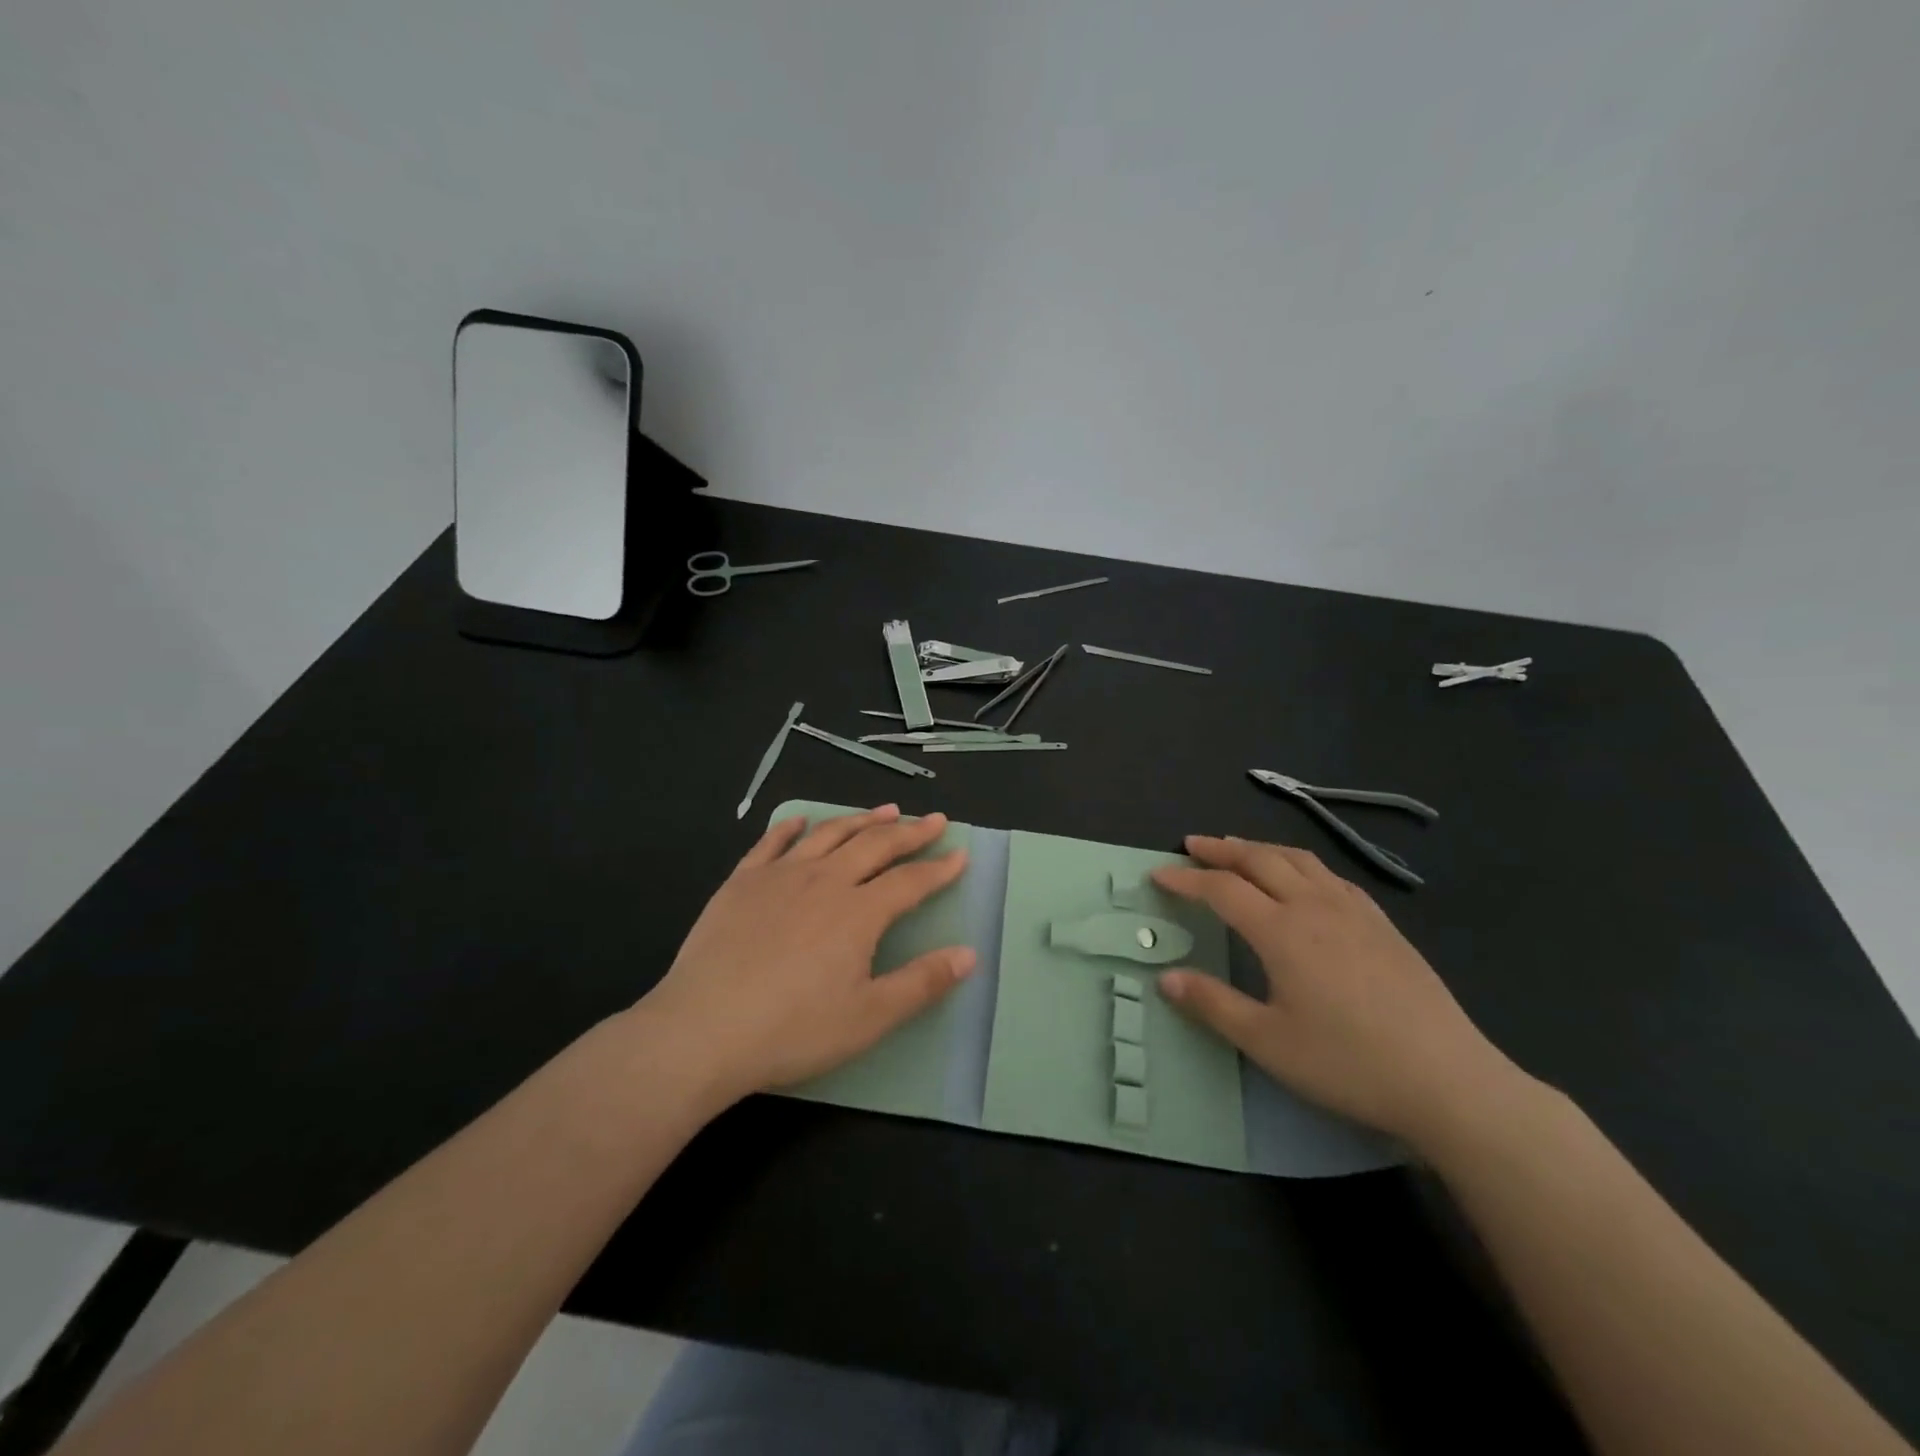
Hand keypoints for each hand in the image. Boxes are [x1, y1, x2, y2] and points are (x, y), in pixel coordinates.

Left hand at [640, 805, 973, 1102]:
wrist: (703, 1030)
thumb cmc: (793, 1030)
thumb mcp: (869, 1017)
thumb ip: (922, 982)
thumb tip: (969, 953)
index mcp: (859, 913)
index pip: (910, 880)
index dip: (940, 867)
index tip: (961, 853)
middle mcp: (824, 881)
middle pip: (875, 845)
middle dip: (909, 831)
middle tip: (932, 820)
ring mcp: (779, 876)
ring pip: (829, 835)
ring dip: (861, 820)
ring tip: (884, 810)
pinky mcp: (741, 883)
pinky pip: (771, 843)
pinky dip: (791, 827)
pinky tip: (800, 821)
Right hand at [1152, 835, 1529, 1150]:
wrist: (1449, 1081)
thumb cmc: (1348, 1063)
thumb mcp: (1268, 1042)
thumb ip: (1213, 1004)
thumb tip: (1166, 977)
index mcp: (1282, 931)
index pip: (1222, 889)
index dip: (1186, 879)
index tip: (1158, 874)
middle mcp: (1315, 907)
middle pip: (1260, 860)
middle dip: (1221, 848)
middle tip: (1192, 845)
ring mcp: (1355, 912)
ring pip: (1300, 860)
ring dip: (1261, 849)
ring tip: (1239, 849)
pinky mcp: (1384, 926)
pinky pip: (1332, 877)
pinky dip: (1301, 865)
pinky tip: (1303, 880)